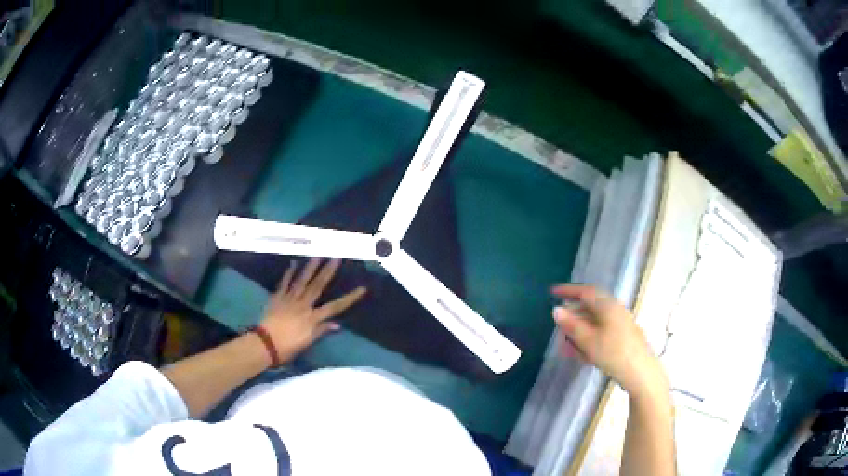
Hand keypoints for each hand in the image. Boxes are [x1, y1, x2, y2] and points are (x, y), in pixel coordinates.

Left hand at [260, 258, 365, 361]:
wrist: (265, 344)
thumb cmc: (288, 347)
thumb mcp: (307, 342)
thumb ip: (321, 330)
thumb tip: (337, 324)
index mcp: (312, 318)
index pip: (335, 307)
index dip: (349, 298)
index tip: (362, 288)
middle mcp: (303, 305)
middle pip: (317, 287)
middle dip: (328, 272)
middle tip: (336, 257)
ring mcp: (289, 299)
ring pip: (302, 281)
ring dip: (310, 268)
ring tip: (317, 255)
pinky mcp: (277, 298)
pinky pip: (284, 283)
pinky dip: (288, 273)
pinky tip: (293, 263)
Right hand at [551, 284, 667, 399]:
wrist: (640, 372)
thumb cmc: (613, 353)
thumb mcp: (588, 340)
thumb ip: (571, 325)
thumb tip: (556, 310)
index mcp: (608, 306)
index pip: (586, 292)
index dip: (569, 291)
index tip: (553, 291)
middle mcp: (615, 311)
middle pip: (589, 309)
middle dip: (572, 319)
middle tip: (558, 330)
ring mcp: (620, 324)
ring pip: (594, 323)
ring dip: (578, 333)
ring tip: (566, 347)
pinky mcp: (622, 338)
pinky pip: (601, 333)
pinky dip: (588, 340)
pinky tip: (581, 355)